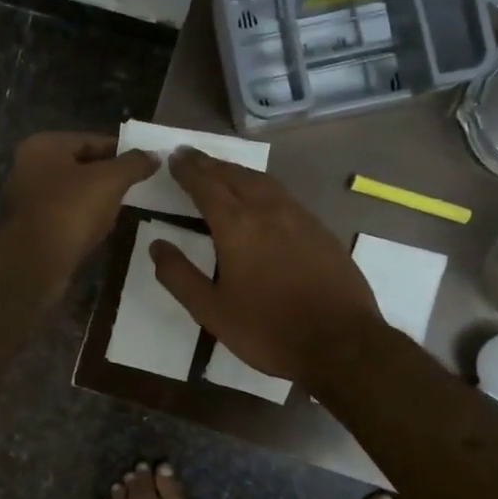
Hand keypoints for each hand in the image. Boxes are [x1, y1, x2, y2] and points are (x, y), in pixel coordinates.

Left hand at [1, 132, 158, 290]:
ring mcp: (29, 199)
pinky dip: (85, 219)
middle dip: (109, 176)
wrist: (35, 263)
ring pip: (74, 192)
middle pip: (81, 166)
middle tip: (139, 185)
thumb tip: (154, 155)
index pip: (90, 140)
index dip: (120, 150)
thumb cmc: (70, 210)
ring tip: (127, 207)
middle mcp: (30, 168)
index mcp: (44, 146)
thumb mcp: (109, 180)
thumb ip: (133, 164)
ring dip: (98, 199)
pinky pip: (66, 216)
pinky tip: (105, 228)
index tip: (145, 162)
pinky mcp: (33, 228)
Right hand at [150, 149, 381, 382]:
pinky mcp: (320, 230)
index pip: (206, 186)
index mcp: (236, 227)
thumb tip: (157, 246)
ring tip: (221, 169)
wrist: (340, 343)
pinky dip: (262, 186)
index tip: (174, 157)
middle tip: (191, 155)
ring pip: (262, 181)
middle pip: (234, 175)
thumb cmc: (268, 330)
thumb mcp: (211, 311)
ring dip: (237, 171)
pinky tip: (262, 196)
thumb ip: (180, 276)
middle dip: (210, 164)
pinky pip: (284, 195)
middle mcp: (268, 211)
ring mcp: (299, 217)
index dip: (188, 170)